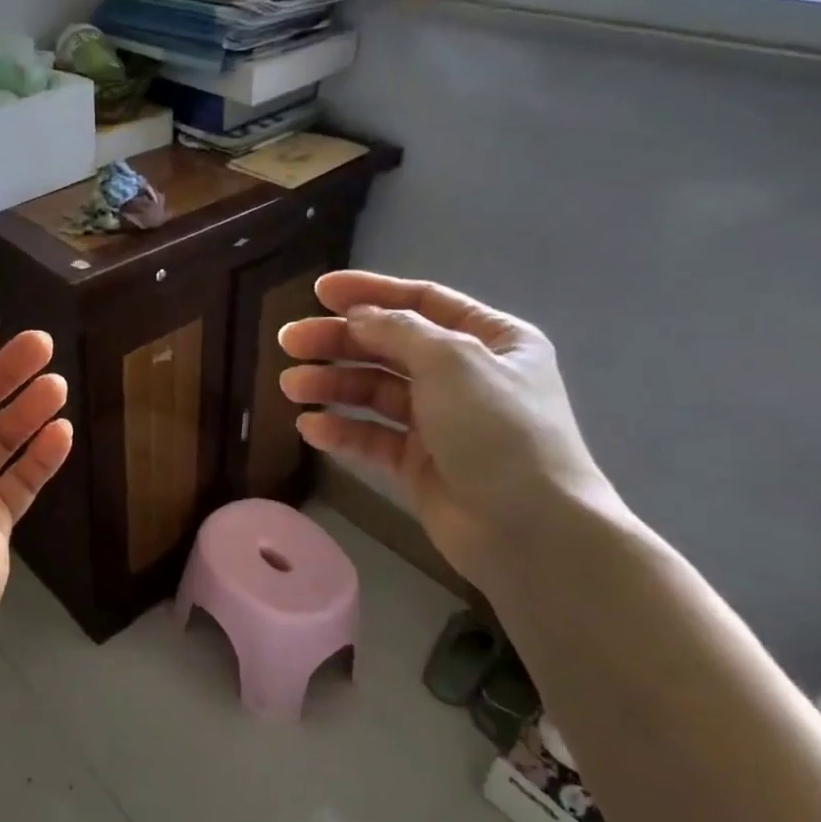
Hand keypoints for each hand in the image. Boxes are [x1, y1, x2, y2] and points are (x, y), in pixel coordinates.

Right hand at [278, 273, 617, 580]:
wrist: (531, 530)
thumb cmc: (500, 431)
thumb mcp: (452, 362)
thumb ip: (399, 331)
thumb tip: (357, 316)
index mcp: (491, 340)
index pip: (422, 302)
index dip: (369, 292)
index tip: (318, 291)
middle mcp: (466, 376)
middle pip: (390, 346)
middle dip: (338, 341)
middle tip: (289, 341)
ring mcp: (441, 421)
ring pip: (375, 392)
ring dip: (332, 385)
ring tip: (291, 386)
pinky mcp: (420, 463)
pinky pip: (373, 437)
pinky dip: (342, 430)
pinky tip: (310, 428)